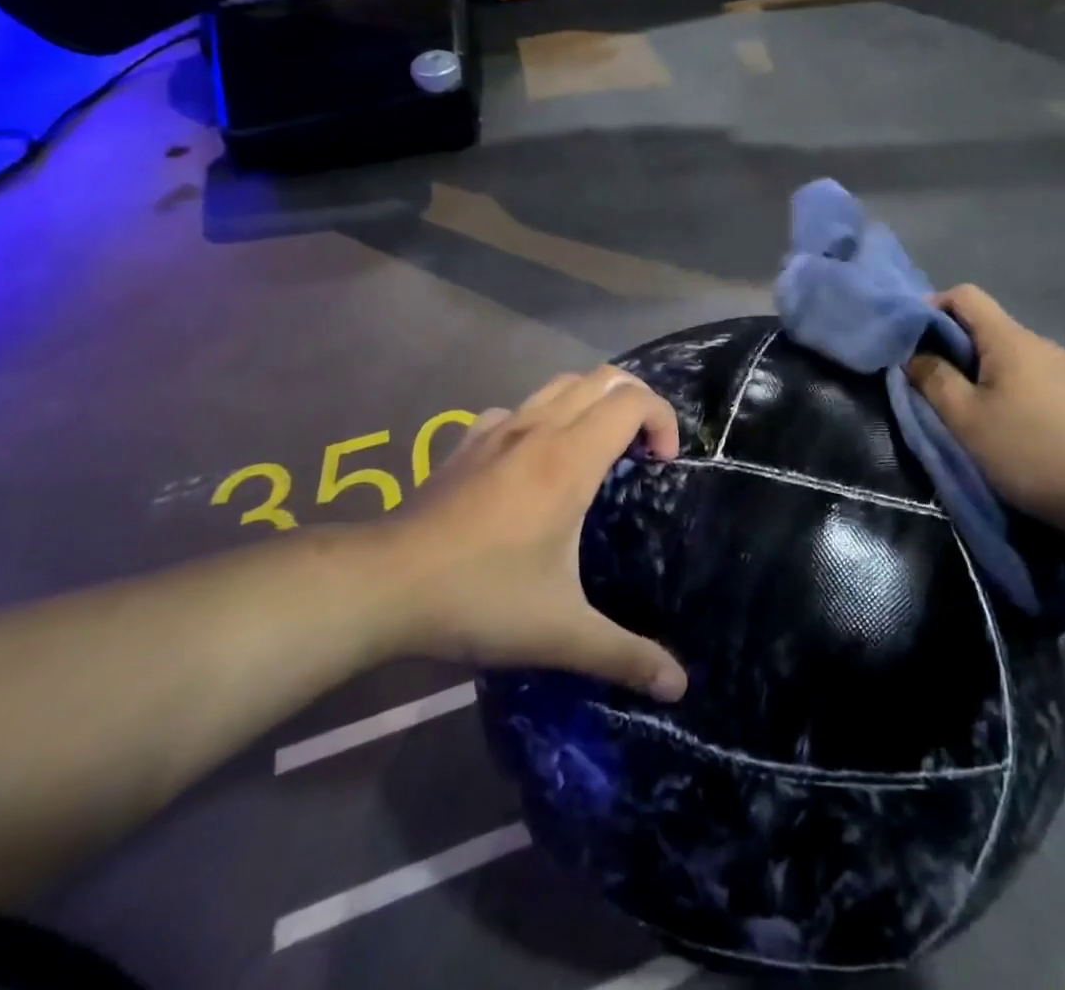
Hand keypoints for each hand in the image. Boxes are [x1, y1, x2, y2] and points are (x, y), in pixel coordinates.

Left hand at [388, 366, 688, 701]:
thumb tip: (678, 686)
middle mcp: (539, 429)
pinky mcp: (468, 441)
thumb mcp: (561, 633)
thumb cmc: (481, 597)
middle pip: (604, 378)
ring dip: (593, 401)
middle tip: (644, 449)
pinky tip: (535, 462)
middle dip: (637, 400)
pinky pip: (519, 408)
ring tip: (599, 448)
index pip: (632, 402)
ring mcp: (498, 428)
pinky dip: (544, 418)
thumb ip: (625, 655)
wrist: (385, 585)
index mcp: (569, 458)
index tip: (663, 464)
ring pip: (561, 384)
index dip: (663, 419)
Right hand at [907, 285, 1064, 524]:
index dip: (930, 309)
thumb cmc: (1030, 450)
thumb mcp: (966, 418)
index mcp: (1009, 339)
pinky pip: (1022, 375)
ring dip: (973, 372)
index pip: (964, 296)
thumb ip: (933, 380)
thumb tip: (914, 355)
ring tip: (959, 410)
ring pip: (1002, 354)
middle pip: (982, 326)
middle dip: (947, 347)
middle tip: (926, 384)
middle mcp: (1036, 342)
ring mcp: (1059, 368)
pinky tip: (997, 423)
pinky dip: (998, 388)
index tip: (910, 343)